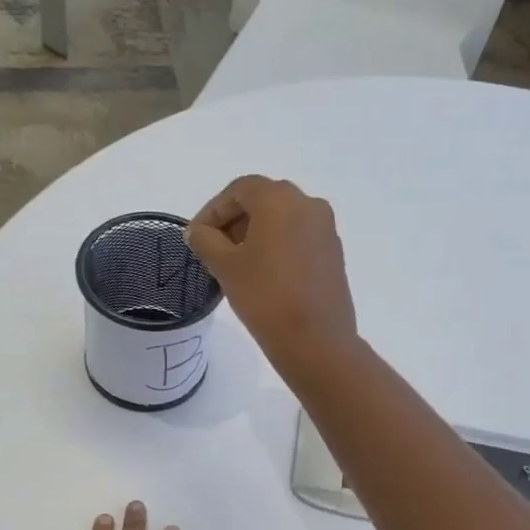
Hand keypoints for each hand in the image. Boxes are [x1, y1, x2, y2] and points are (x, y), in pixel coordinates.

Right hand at [186, 175, 357, 380]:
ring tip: (235, 263)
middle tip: (213, 248)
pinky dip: (277, 245)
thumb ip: (206, 240)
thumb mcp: (225, 267)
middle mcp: (308, 204)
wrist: (316, 340)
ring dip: (256, 233)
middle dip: (234, 220)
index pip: (239, 190)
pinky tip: (263, 273)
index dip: (213, 210)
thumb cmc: (265, 296)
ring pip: (283, 218)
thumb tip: (199, 231)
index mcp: (280, 199)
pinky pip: (299, 237)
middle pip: (263, 200)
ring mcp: (325, 228)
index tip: (196, 237)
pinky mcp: (333, 252)